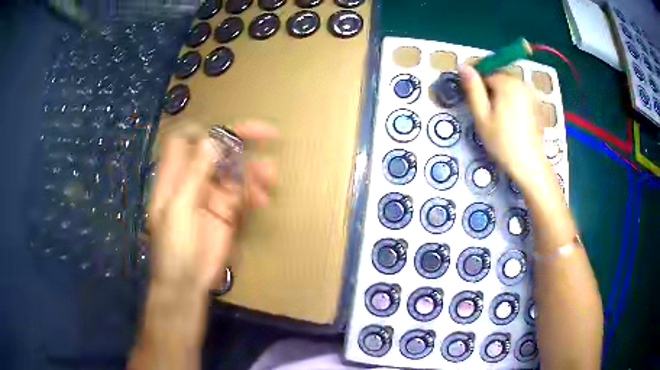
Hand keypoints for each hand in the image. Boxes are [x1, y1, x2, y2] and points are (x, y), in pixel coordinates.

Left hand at [147, 121, 277, 293]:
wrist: (187, 281)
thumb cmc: (174, 246)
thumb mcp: (179, 208)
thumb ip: (194, 174)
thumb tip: (212, 140)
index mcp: (175, 175)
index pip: (185, 140)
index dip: (204, 130)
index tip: (225, 130)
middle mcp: (193, 179)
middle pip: (216, 150)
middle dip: (240, 140)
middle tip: (268, 134)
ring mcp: (211, 194)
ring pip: (234, 170)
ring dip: (253, 169)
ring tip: (271, 175)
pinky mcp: (227, 210)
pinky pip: (243, 192)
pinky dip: (254, 191)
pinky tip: (263, 199)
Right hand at [459, 64, 547, 183]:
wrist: (529, 165)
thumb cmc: (503, 142)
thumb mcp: (482, 116)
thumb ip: (472, 89)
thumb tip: (462, 65)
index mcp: (507, 82)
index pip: (484, 71)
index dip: (476, 85)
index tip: (474, 103)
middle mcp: (521, 82)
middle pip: (497, 77)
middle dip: (489, 90)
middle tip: (486, 114)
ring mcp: (530, 92)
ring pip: (507, 86)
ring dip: (499, 96)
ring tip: (498, 119)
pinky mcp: (535, 102)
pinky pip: (517, 94)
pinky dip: (511, 102)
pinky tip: (510, 120)